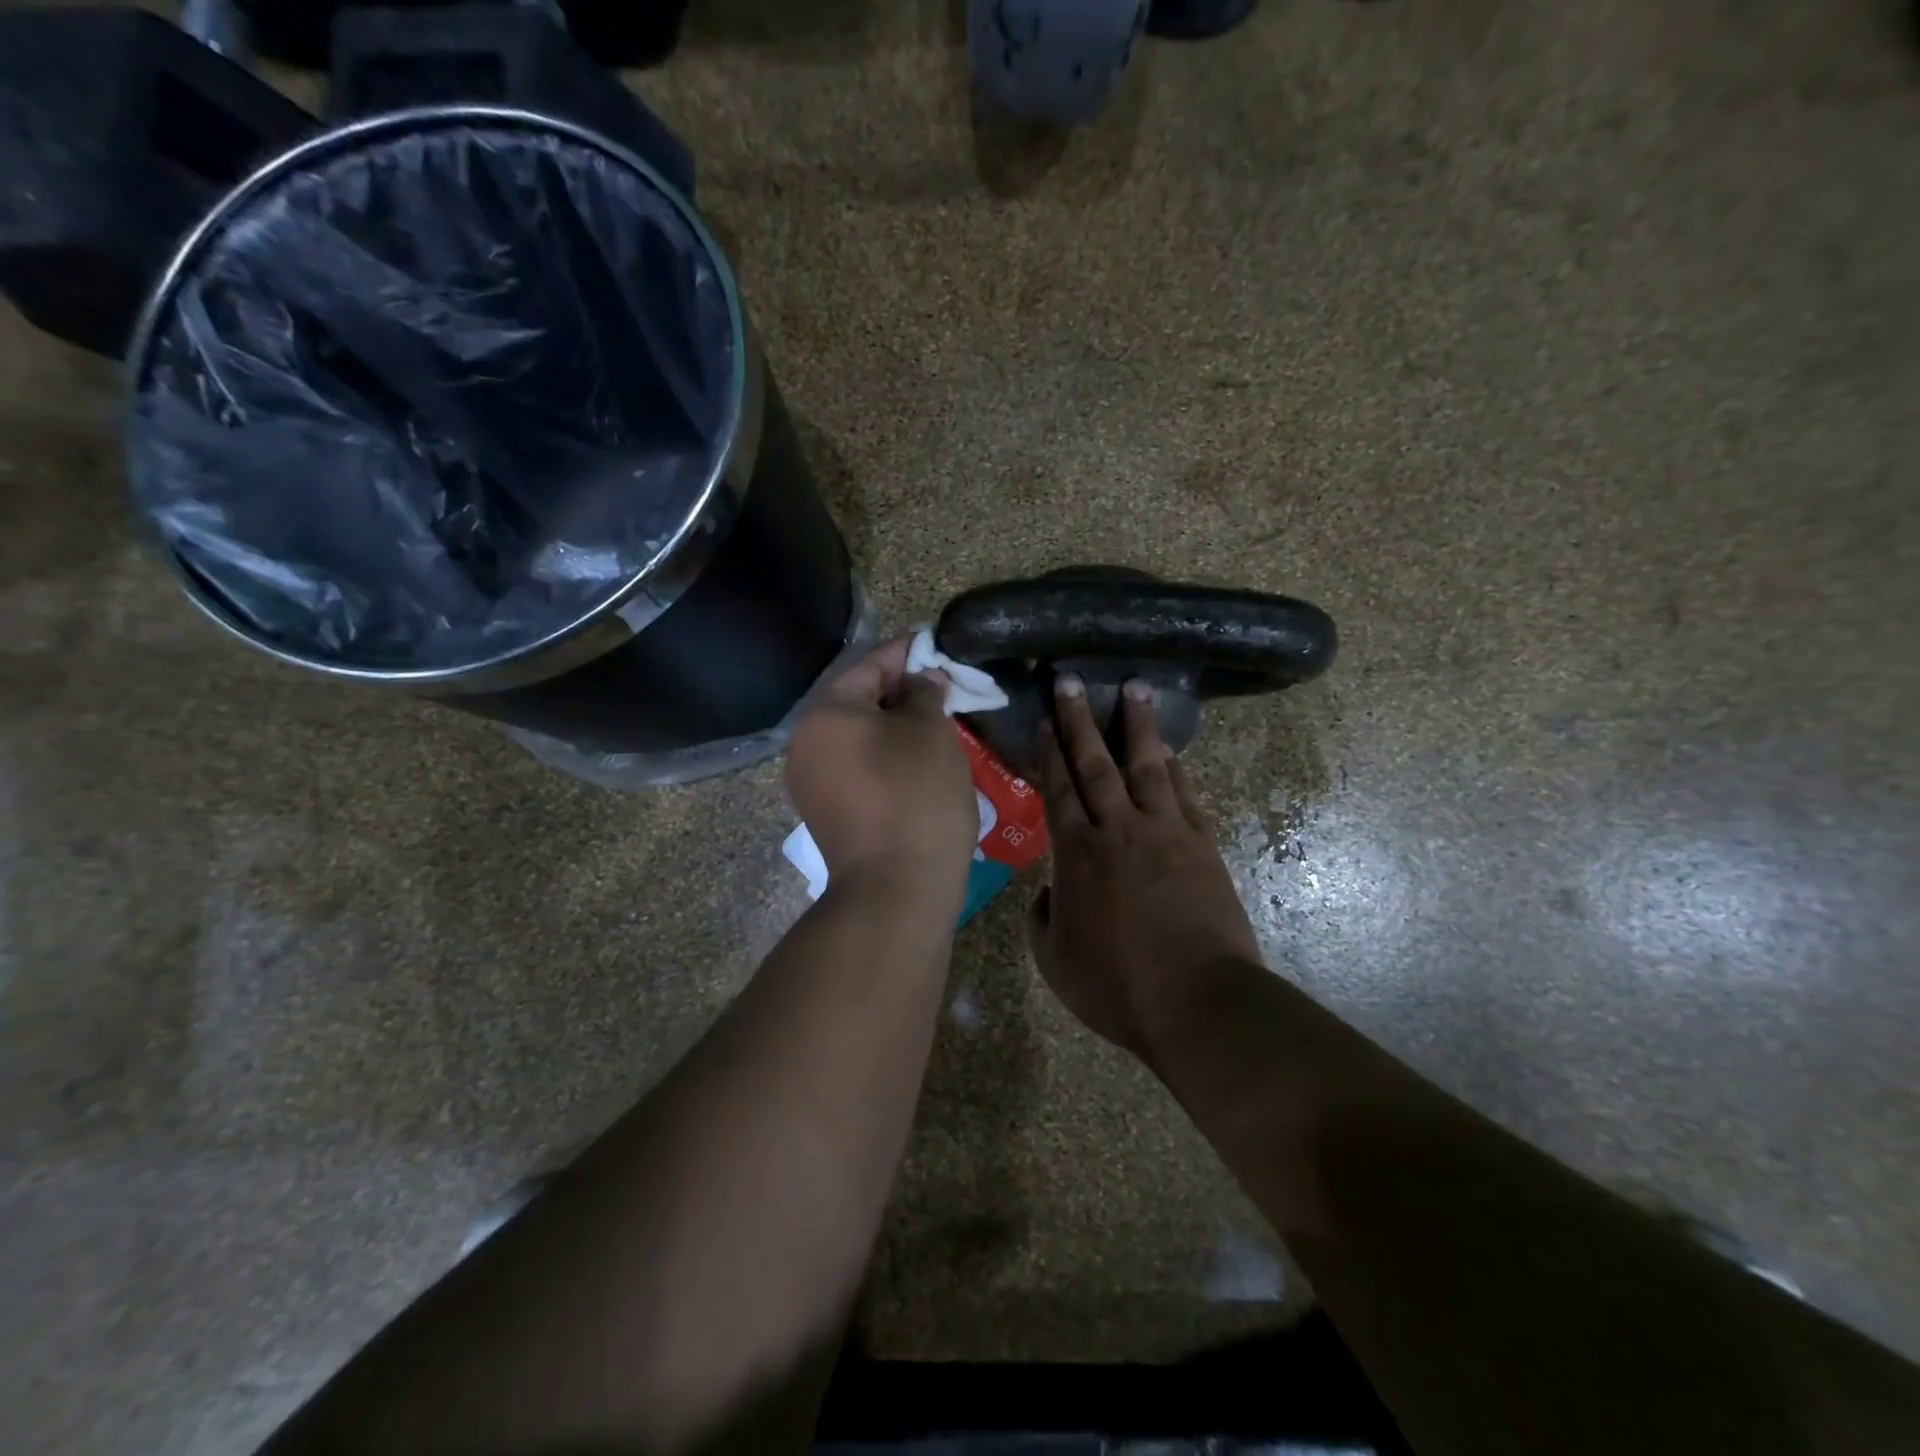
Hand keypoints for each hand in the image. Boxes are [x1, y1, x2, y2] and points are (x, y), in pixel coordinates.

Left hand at [786, 637, 976, 897]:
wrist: (896, 889)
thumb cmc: (916, 797)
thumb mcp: (930, 732)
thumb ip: (925, 692)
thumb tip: (922, 680)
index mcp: (825, 714)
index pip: (869, 665)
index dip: (908, 652)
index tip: (939, 645)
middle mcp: (805, 743)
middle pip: (858, 700)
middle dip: (902, 689)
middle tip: (944, 685)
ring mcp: (811, 781)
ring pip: (858, 735)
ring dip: (895, 723)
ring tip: (937, 719)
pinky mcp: (826, 810)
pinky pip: (857, 765)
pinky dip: (885, 754)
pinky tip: (918, 758)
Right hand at [1028, 676, 1260, 1057]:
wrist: (1198, 1002)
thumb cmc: (1117, 985)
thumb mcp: (1054, 960)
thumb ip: (1042, 918)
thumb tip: (1047, 893)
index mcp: (1076, 854)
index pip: (1058, 789)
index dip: (1050, 752)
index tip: (1046, 719)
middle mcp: (1118, 830)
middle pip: (1095, 765)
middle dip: (1080, 721)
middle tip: (1071, 681)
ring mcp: (1165, 833)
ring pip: (1146, 766)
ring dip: (1137, 726)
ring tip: (1135, 687)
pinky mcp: (1201, 845)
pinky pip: (1184, 794)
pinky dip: (1174, 767)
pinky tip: (1167, 749)